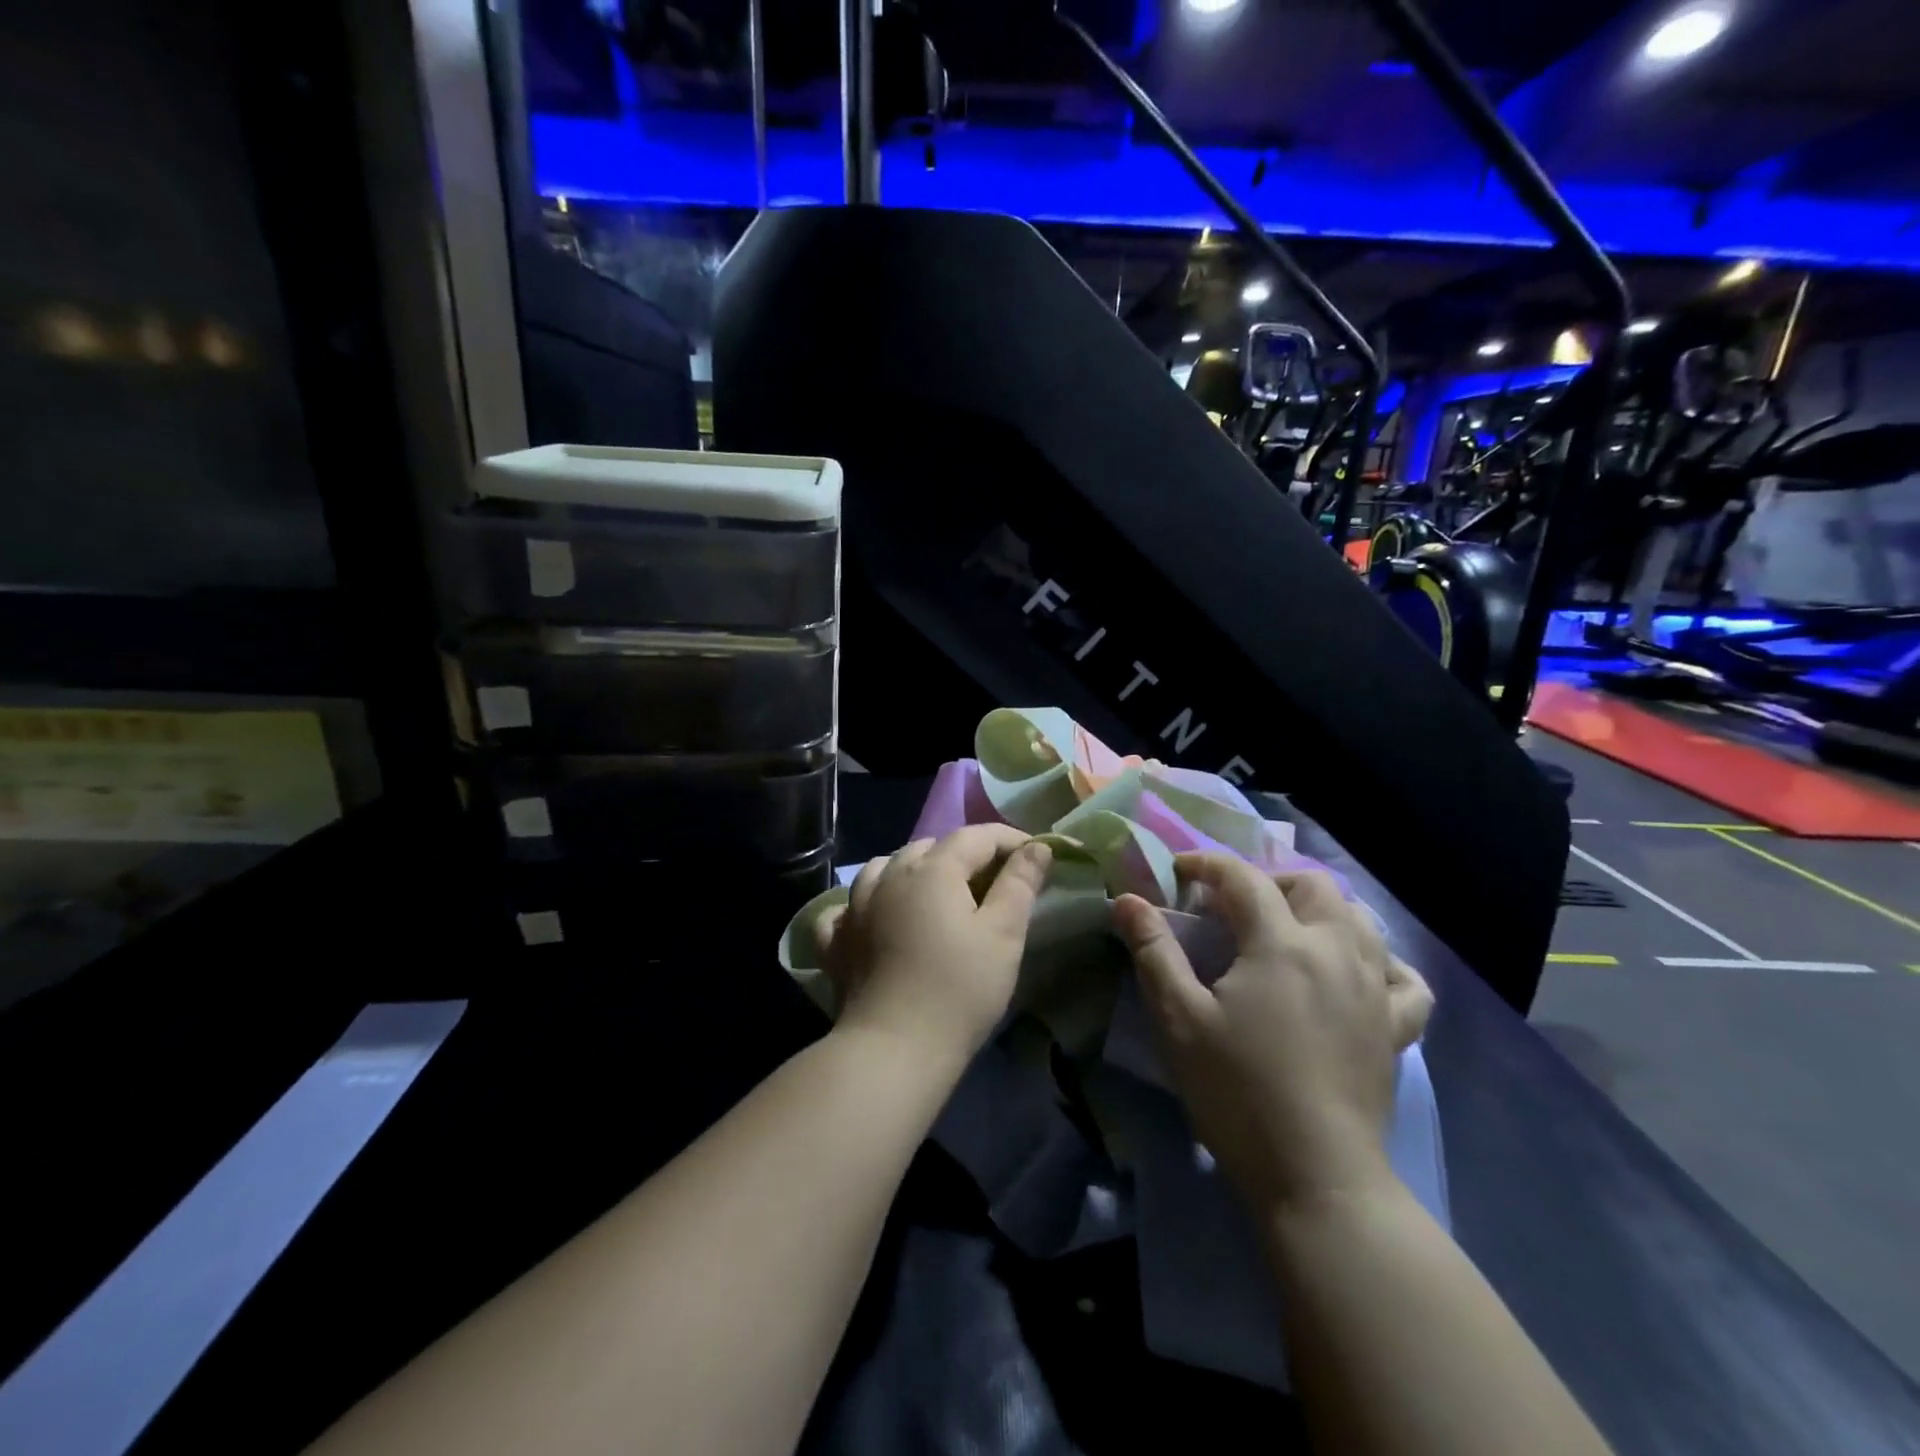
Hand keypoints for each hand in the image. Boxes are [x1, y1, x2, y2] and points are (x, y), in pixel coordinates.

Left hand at [816, 825, 1051, 1063]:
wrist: (893, 1049)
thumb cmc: (959, 990)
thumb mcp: (1004, 935)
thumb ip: (1020, 884)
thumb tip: (1036, 847)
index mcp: (933, 869)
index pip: (977, 836)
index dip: (1010, 840)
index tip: (1036, 856)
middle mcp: (889, 875)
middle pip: (930, 848)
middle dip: (964, 855)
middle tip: (992, 884)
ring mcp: (855, 907)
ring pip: (885, 868)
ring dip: (913, 871)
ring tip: (934, 896)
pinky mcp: (836, 940)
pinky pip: (847, 907)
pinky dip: (866, 905)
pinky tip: (876, 920)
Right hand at [1113, 853, 1427, 1211]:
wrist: (1315, 1176)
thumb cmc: (1237, 1091)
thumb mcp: (1179, 1018)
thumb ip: (1153, 950)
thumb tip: (1127, 899)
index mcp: (1281, 944)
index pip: (1243, 878)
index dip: (1207, 865)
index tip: (1178, 872)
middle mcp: (1336, 951)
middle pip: (1312, 885)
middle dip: (1268, 881)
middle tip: (1233, 906)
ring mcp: (1374, 989)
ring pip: (1360, 920)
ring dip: (1320, 910)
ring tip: (1287, 931)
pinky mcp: (1396, 1029)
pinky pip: (1403, 977)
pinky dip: (1380, 962)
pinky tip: (1357, 973)